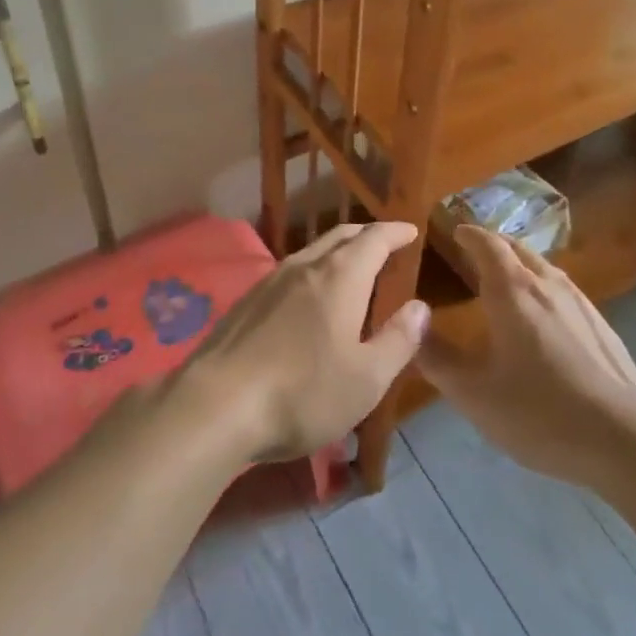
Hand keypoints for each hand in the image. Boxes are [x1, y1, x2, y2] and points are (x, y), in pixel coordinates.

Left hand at [180, 222, 429, 462]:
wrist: (215, 406)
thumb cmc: (303, 393)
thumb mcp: (367, 379)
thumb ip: (398, 340)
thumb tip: (420, 307)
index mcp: (341, 277)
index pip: (374, 239)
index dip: (395, 232)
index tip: (410, 230)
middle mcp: (305, 266)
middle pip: (340, 236)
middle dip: (366, 235)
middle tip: (384, 242)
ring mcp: (270, 281)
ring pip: (312, 252)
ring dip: (336, 252)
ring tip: (349, 268)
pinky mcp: (246, 302)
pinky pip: (289, 272)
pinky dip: (312, 272)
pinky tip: (307, 298)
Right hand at [418, 226, 635, 486]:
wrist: (622, 437)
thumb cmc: (537, 410)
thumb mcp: (472, 392)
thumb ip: (437, 357)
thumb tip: (411, 324)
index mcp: (512, 290)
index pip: (487, 244)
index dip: (469, 234)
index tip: (455, 231)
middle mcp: (547, 284)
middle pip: (518, 249)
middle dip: (494, 244)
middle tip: (475, 252)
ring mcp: (580, 303)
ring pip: (544, 268)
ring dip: (521, 264)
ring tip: (507, 279)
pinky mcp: (601, 326)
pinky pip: (564, 291)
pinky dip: (544, 287)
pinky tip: (545, 317)